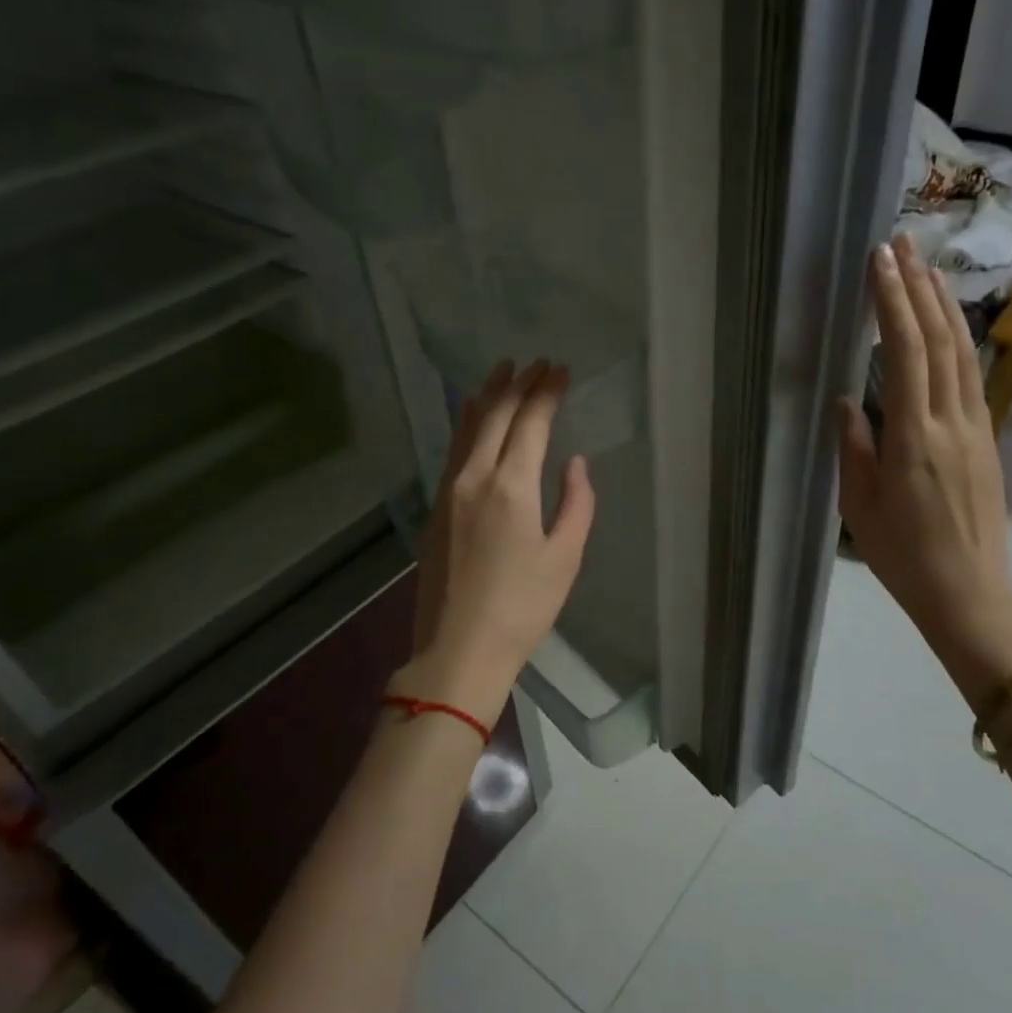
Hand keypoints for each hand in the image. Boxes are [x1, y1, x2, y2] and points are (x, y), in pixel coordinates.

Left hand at [406, 359, 595, 726]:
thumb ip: (576, 503)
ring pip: (466, 428)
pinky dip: (468, 424)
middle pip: (494, 416)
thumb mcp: (565, 558)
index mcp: (510, 487)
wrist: (458, 648)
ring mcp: (448, 491)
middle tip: (536, 363)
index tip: (560, 370)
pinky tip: (473, 419)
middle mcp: (473, 478)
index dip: (546, 392)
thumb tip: (575, 464)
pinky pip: (453, 450)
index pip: (529, 423)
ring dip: (486, 396)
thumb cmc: (522, 608)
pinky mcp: (435, 508)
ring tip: (501, 372)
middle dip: (517, 384)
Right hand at [838, 237, 1011, 697]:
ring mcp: (976, 429)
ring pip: (963, 353)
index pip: (906, 353)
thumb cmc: (903, 556)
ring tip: (928, 266)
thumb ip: (854, 447)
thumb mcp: (859, 506)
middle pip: (940, 340)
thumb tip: (849, 401)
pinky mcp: (987, 440)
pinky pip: (971, 377)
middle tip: (903, 243)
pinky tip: (948, 323)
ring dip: (945, 305)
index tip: (880, 262)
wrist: (970, 594)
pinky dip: (958, 339)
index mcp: (913, 439)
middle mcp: (951, 422)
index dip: (893, 303)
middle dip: (920, 287)